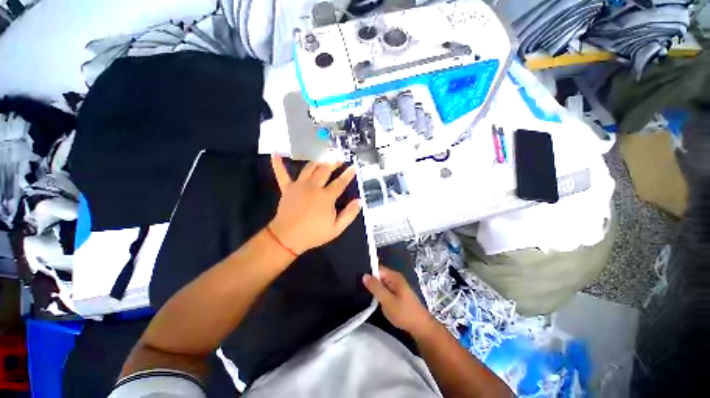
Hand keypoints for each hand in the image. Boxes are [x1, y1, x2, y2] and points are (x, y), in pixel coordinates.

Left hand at [268, 155, 361, 254]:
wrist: (287, 238)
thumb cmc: (313, 234)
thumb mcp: (336, 228)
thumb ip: (349, 214)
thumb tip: (359, 201)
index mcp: (326, 197)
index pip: (340, 182)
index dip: (348, 174)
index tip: (353, 166)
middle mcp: (313, 187)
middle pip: (325, 169)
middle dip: (333, 162)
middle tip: (339, 159)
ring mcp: (298, 186)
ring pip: (309, 168)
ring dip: (317, 161)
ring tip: (323, 158)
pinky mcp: (287, 188)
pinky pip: (281, 173)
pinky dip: (278, 163)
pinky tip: (276, 153)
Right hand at [363, 266, 435, 337]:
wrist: (421, 328)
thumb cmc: (404, 313)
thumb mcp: (387, 301)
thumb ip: (376, 287)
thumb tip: (364, 275)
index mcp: (394, 276)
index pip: (377, 269)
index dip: (368, 273)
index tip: (358, 280)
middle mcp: (395, 279)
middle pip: (379, 275)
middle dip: (370, 281)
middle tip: (358, 288)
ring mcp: (396, 287)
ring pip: (381, 283)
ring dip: (374, 288)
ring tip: (362, 293)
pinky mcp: (396, 294)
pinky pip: (384, 289)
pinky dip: (379, 293)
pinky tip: (372, 299)